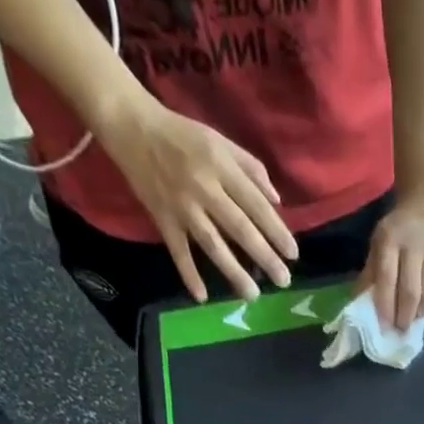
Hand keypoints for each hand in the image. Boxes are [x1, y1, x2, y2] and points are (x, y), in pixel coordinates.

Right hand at [93, 96, 298, 302]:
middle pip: (239, 228)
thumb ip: (251, 169)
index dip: (276, 230)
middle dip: (264, 256)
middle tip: (283, 281)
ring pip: (212, 244)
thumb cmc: (183, 134)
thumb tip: (277, 201)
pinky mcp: (162, 218)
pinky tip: (202, 298)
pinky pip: (178, 251)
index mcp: (220, 166)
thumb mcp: (220, 141)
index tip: (293, 254)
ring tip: (252, 295)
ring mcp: (182, 206)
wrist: (131, 124)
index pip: (255, 204)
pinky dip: (188, 274)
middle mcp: (204, 188)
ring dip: (233, 271)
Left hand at [359, 189, 423, 330]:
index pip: (387, 279)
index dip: (385, 307)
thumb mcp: (379, 243)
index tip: (384, 327)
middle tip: (401, 328)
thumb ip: (371, 272)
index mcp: (390, 239)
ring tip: (415, 316)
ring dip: (421, 314)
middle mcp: (415, 245)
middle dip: (404, 317)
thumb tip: (362, 304)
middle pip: (411, 293)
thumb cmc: (398, 230)